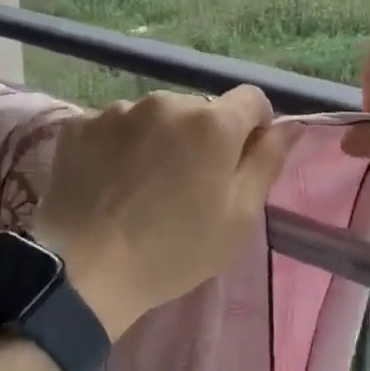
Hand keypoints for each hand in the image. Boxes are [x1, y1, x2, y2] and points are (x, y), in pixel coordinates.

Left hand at [33, 86, 295, 338]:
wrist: (83, 270)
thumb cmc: (173, 250)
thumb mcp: (238, 218)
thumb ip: (266, 163)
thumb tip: (289, 127)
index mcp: (212, 122)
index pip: (252, 100)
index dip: (254, 129)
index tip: (238, 164)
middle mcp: (166, 101)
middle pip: (199, 110)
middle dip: (201, 138)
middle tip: (186, 186)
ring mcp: (117, 109)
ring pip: (154, 117)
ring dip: (158, 140)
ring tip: (141, 187)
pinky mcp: (79, 124)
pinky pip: (113, 127)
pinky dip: (118, 147)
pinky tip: (109, 183)